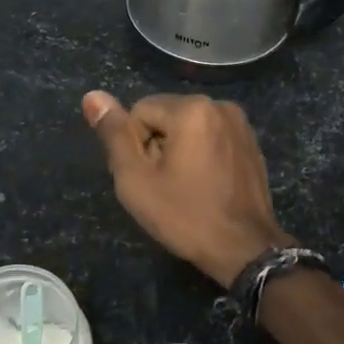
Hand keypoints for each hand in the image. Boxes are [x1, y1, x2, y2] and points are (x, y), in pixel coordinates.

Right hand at [82, 90, 288, 287]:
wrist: (244, 248)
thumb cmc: (185, 216)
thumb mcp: (136, 179)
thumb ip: (114, 134)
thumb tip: (93, 95)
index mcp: (192, 108)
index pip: (139, 112)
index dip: (135, 146)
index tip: (148, 177)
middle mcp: (219, 104)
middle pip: (165, 116)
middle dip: (157, 146)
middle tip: (164, 186)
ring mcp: (240, 123)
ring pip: (188, 127)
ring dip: (179, 151)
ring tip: (185, 187)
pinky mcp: (251, 142)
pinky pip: (211, 137)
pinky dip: (201, 155)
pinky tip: (206, 185)